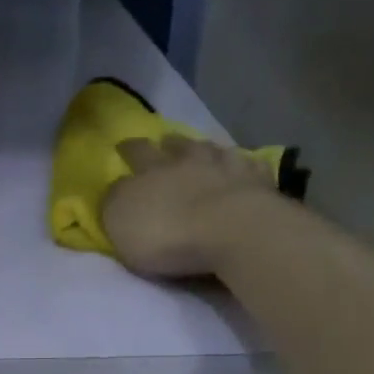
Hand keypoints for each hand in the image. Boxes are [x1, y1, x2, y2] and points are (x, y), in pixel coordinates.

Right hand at [103, 135, 276, 276]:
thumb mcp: (120, 221)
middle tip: (165, 141)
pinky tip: (246, 165)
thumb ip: (115, 202)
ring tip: (204, 148)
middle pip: (177, 147)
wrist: (230, 231)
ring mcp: (228, 168)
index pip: (136, 153)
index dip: (128, 149)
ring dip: (206, 149)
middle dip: (168, 143)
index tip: (123, 145)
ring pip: (214, 151)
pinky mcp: (258, 184)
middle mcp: (190, 161)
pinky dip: (245, 165)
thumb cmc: (167, 232)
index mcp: (152, 170)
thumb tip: (118, 188)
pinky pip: (250, 167)